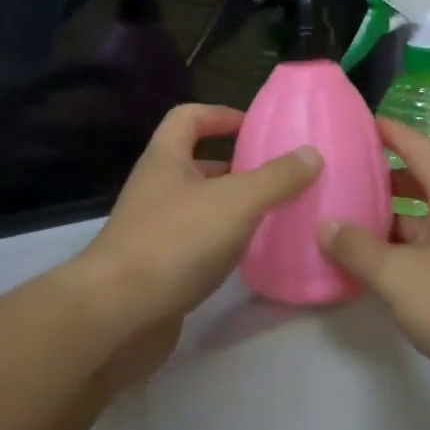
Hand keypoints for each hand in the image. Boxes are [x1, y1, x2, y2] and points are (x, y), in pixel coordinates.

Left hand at [69, 104, 319, 345]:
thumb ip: (277, 177)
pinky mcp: (158, 269)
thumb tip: (312, 153)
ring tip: (276, 214)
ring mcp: (153, 231)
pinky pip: (197, 244)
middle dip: (237, 166)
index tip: (257, 127)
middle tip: (279, 175)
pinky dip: (224, 243)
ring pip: (200, 206)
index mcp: (166, 160)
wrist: (118, 315)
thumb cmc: (175, 242)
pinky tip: (250, 255)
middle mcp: (156, 190)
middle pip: (197, 164)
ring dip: (234, 207)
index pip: (189, 118)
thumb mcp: (236, 201)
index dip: (221, 115)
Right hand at [318, 117, 429, 406]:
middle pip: (417, 182)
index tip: (355, 123)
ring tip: (342, 221)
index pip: (417, 147)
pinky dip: (398, 251)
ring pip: (420, 221)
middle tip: (337, 177)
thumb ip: (357, 249)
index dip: (388, 132)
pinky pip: (426, 250)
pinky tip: (369, 266)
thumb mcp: (398, 274)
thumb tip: (327, 226)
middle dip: (379, 178)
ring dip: (386, 220)